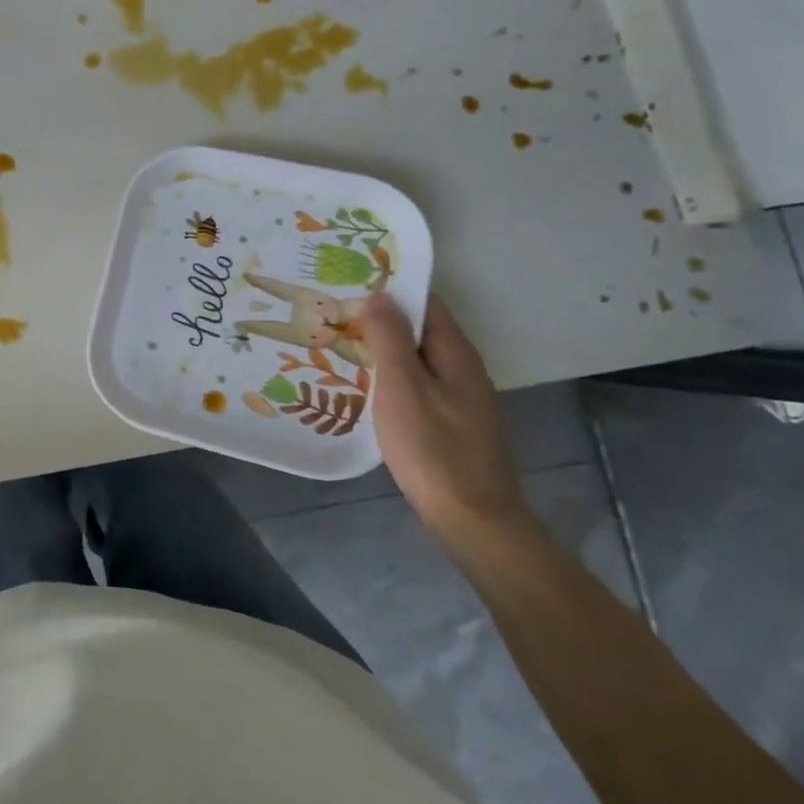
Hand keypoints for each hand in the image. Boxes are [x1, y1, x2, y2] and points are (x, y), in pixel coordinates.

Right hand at [357, 294, 532, 543]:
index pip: (426, 304)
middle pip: (421, 330)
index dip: (391, 290)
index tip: (349, 284)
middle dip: (381, 318)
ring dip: (383, 347)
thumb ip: (390, 339)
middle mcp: (463, 369)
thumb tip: (380, 294)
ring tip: (339, 343)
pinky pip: (417, 383)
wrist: (470, 518)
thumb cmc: (432, 448)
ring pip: (417, 358)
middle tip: (333, 314)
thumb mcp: (402, 387)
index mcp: (456, 354)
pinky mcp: (450, 422)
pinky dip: (390, 374)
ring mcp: (459, 398)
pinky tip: (364, 384)